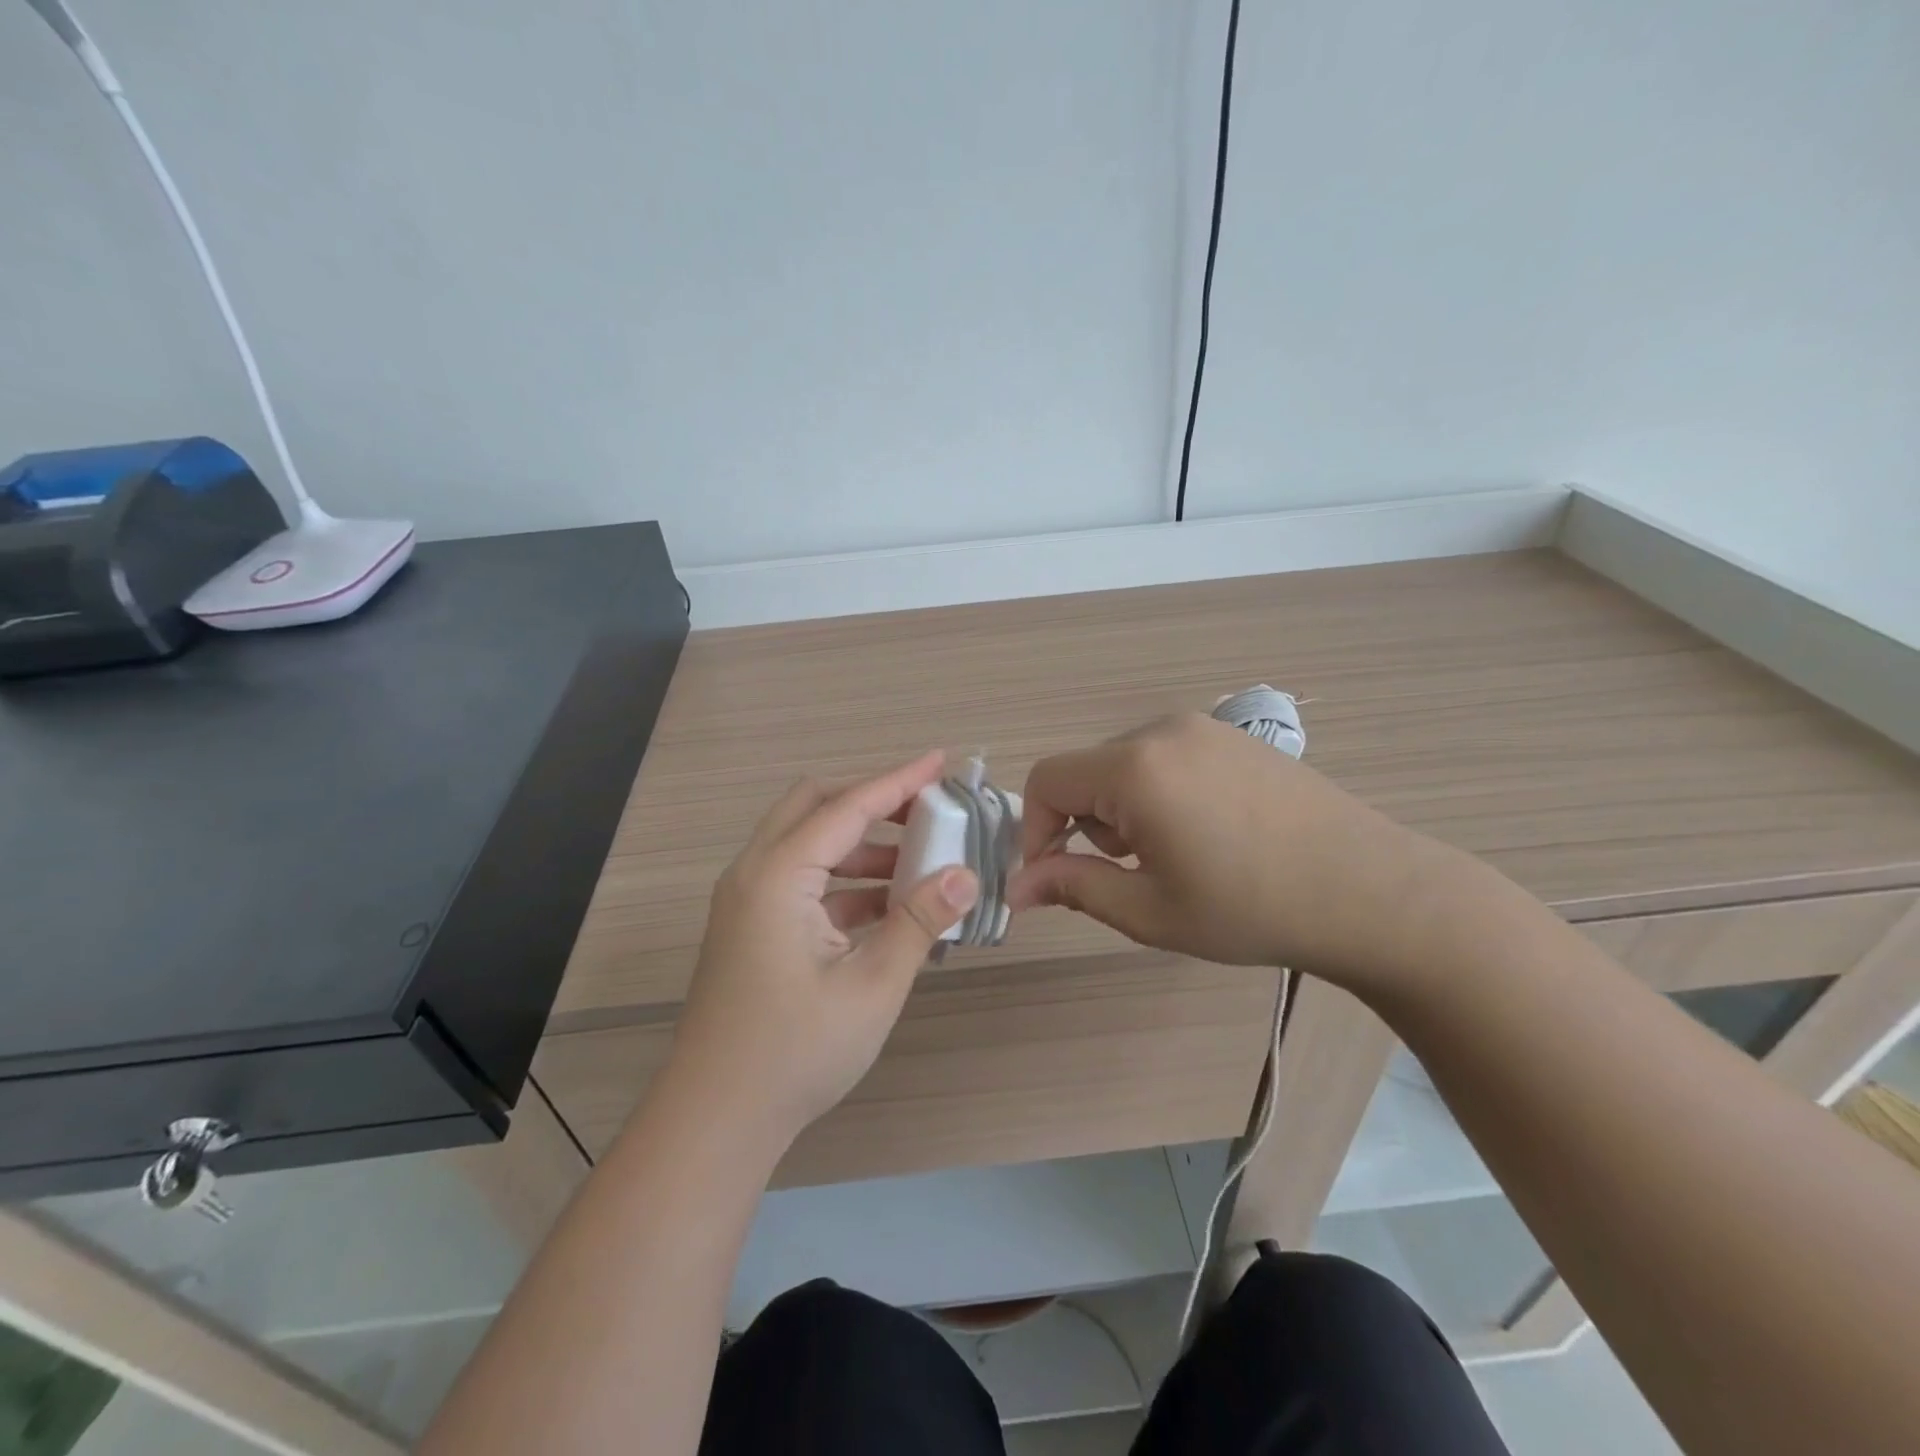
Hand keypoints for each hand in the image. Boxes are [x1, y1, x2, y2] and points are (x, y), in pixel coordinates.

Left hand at [667, 751, 979, 1149]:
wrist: (716, 1120)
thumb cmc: (795, 1051)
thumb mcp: (872, 984)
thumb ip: (920, 920)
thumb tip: (966, 875)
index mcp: (777, 875)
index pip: (847, 807)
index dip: (898, 781)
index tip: (941, 761)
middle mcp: (754, 874)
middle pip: (815, 806)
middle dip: (872, 801)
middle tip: (926, 809)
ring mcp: (748, 902)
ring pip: (808, 844)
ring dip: (861, 845)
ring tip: (920, 862)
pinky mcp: (752, 928)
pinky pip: (803, 882)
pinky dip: (845, 881)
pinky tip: (890, 907)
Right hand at [1007, 713, 1462, 988]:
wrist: (1372, 892)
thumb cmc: (1250, 908)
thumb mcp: (1150, 911)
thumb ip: (1074, 888)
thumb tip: (1018, 887)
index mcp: (1135, 768)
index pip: (1046, 780)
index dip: (1035, 830)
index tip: (1054, 878)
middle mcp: (1162, 730)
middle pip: (1086, 771)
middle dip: (1086, 824)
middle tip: (1131, 875)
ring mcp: (1204, 727)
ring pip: (1125, 764)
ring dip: (1123, 809)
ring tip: (1173, 856)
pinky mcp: (1234, 736)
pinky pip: (1166, 756)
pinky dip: (1159, 792)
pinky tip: (1206, 831)